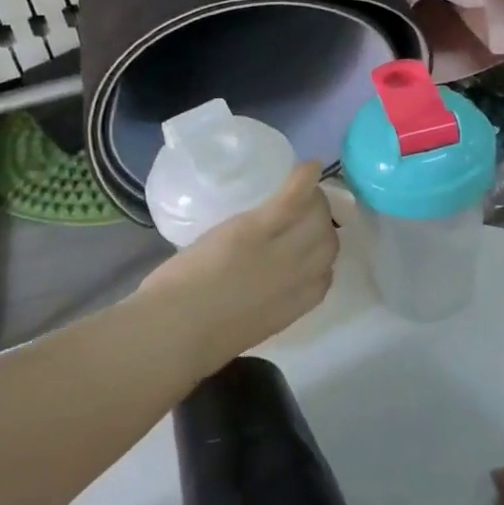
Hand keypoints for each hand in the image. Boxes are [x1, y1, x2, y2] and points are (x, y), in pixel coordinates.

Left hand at [135, 162, 337, 373]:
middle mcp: (298, 277)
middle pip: (328, 240)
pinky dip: (303, 179)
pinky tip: (308, 166)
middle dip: (321, 223)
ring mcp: (281, 250)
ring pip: (316, 216)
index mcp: (295, 307)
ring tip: (300, 189)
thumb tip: (258, 289)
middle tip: (303, 210)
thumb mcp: (245, 326)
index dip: (318, 255)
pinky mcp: (257, 229)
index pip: (325, 274)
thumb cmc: (197, 338)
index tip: (305, 244)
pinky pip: (293, 199)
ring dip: (313, 199)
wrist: (176, 329)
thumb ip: (262, 305)